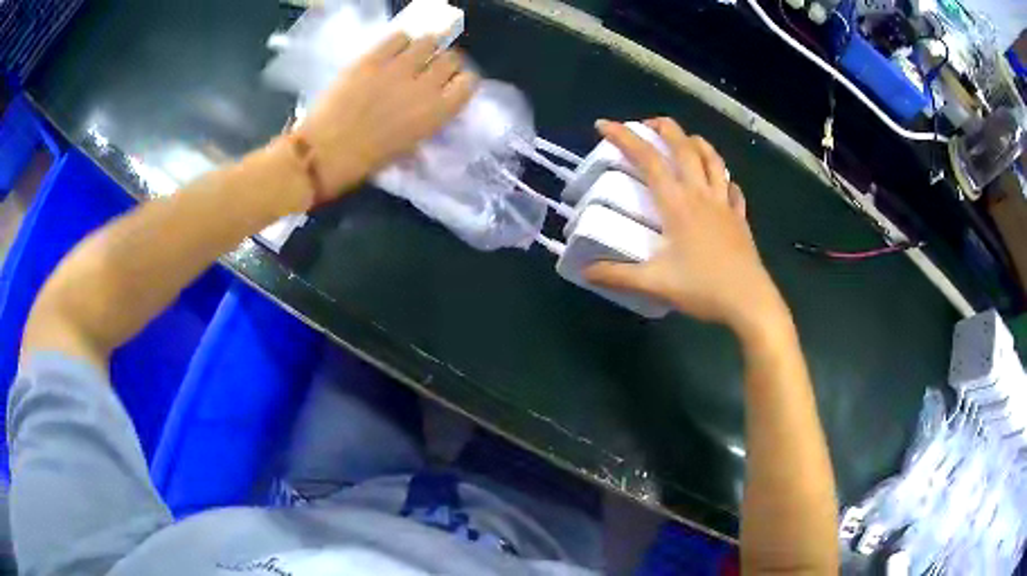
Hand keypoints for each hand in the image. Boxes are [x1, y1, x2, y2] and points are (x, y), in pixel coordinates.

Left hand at [295, 33, 477, 202]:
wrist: (324, 153)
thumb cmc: (366, 161)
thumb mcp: (409, 146)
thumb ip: (427, 120)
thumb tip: (432, 102)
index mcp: (437, 113)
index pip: (468, 82)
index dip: (460, 80)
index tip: (450, 84)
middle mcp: (425, 85)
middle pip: (451, 58)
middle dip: (443, 63)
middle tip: (429, 69)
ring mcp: (398, 68)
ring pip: (428, 41)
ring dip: (424, 49)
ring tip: (411, 57)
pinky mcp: (373, 58)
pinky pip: (398, 37)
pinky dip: (400, 42)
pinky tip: (391, 53)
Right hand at [585, 118, 790, 341]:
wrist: (749, 301)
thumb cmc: (703, 288)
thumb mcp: (655, 283)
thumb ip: (618, 275)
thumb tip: (585, 271)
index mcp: (678, 203)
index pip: (648, 160)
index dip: (624, 137)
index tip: (603, 125)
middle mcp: (701, 194)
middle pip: (684, 147)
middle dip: (664, 128)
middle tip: (647, 124)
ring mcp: (724, 203)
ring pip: (712, 159)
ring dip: (696, 142)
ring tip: (684, 140)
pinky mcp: (739, 217)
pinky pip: (731, 187)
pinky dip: (722, 176)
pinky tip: (719, 182)